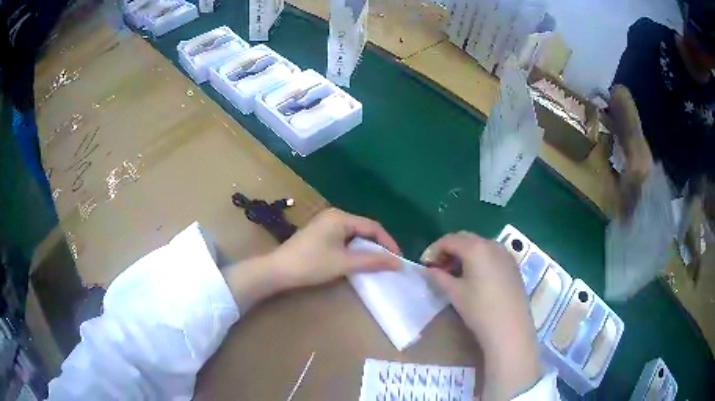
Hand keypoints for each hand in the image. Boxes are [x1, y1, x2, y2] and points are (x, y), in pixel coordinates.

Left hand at [223, 208, 400, 311]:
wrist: (278, 270)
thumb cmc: (311, 264)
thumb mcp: (344, 263)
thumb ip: (372, 261)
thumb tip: (397, 263)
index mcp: (341, 217)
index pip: (373, 227)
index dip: (388, 242)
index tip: (398, 259)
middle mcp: (334, 216)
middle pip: (364, 229)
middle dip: (377, 246)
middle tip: (388, 262)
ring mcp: (324, 225)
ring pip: (353, 235)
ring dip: (365, 249)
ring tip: (375, 263)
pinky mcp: (319, 235)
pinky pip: (343, 239)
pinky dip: (353, 250)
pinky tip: (356, 261)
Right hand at [421, 232, 540, 399]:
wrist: (510, 327)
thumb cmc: (479, 309)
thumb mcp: (455, 293)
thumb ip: (439, 277)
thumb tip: (428, 270)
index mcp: (476, 248)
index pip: (450, 240)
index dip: (434, 249)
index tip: (425, 264)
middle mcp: (492, 244)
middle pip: (466, 239)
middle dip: (449, 249)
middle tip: (438, 267)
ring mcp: (505, 254)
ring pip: (480, 245)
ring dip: (465, 253)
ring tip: (455, 272)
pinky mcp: (513, 265)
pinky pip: (492, 254)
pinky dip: (479, 258)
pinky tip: (475, 276)